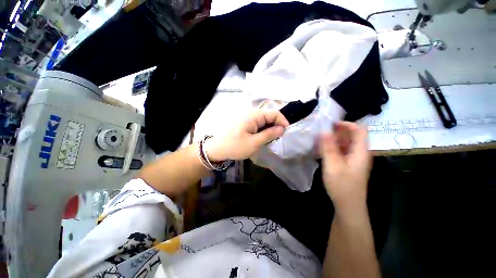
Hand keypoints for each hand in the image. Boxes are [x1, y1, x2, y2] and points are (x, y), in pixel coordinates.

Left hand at [205, 110, 288, 160]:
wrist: (217, 149)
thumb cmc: (235, 146)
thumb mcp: (254, 142)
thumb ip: (269, 134)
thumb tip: (282, 129)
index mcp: (254, 115)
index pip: (274, 113)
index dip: (283, 121)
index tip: (286, 133)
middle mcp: (251, 114)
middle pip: (269, 116)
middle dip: (276, 126)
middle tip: (279, 138)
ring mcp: (247, 118)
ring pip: (264, 121)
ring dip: (270, 129)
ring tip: (272, 139)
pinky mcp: (245, 123)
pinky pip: (258, 124)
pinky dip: (263, 130)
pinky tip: (263, 138)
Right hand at [319, 122, 371, 216]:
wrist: (348, 205)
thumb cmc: (342, 186)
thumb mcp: (333, 165)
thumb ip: (328, 148)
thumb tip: (324, 131)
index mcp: (360, 152)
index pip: (359, 130)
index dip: (346, 124)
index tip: (330, 124)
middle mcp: (359, 153)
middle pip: (352, 136)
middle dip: (337, 132)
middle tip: (321, 132)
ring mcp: (354, 159)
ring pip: (345, 144)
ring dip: (333, 140)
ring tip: (319, 140)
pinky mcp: (348, 164)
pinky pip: (342, 151)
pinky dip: (333, 148)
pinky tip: (322, 150)